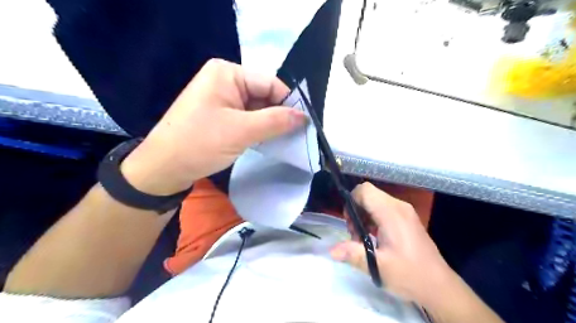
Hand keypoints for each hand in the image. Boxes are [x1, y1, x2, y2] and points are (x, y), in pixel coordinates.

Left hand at [123, 58, 305, 193]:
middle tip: (296, 137)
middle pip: (264, 95)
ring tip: (285, 141)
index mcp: (227, 73)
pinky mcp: (221, 115)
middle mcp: (225, 80)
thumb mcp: (241, 131)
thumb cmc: (199, 143)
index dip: (288, 103)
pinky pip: (248, 118)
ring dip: (270, 125)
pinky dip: (259, 129)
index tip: (303, 125)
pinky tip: (268, 141)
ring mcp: (223, 98)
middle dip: (279, 116)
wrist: (164, 169)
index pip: (270, 84)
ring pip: (258, 109)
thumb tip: (305, 116)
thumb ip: (276, 121)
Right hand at [330, 181, 456, 307]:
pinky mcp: (407, 218)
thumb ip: (353, 254)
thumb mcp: (378, 266)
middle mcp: (398, 206)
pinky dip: (373, 218)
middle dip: (356, 210)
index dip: (351, 201)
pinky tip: (374, 237)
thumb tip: (332, 251)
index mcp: (391, 213)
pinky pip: (384, 208)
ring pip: (375, 201)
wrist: (439, 287)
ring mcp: (404, 211)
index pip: (364, 190)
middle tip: (354, 234)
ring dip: (364, 215)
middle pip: (369, 194)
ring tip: (362, 238)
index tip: (349, 223)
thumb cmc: (409, 275)